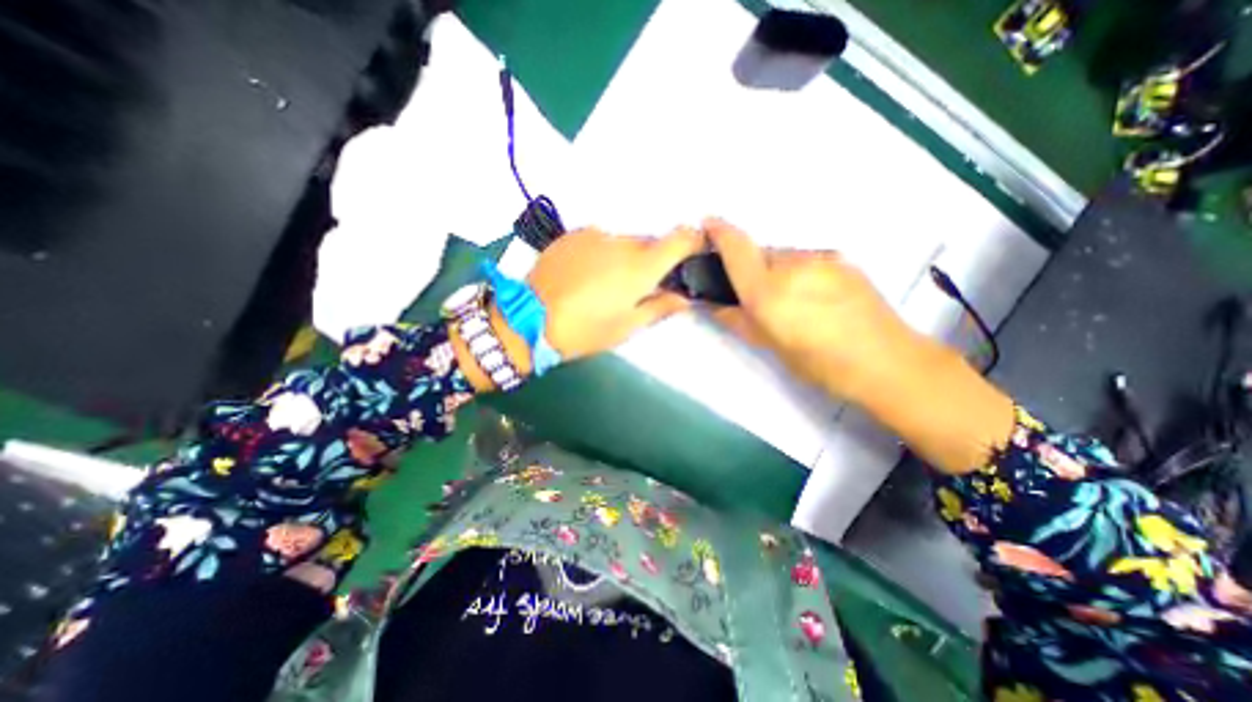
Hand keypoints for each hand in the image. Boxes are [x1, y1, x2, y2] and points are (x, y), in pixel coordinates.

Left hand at [523, 226, 701, 360]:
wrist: (529, 318)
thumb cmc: (585, 329)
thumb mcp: (627, 327)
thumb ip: (660, 307)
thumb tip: (684, 298)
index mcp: (641, 266)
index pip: (681, 237)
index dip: (694, 241)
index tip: (694, 253)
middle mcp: (622, 242)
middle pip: (652, 242)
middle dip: (654, 259)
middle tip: (643, 284)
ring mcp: (595, 234)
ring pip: (625, 240)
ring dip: (627, 256)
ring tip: (609, 282)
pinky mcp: (573, 235)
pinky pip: (601, 239)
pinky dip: (604, 252)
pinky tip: (588, 273)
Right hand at [702, 216, 1014, 474]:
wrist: (886, 360)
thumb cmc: (819, 364)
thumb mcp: (769, 345)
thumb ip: (735, 319)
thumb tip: (710, 303)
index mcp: (768, 292)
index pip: (737, 249)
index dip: (719, 232)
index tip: (708, 224)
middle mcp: (792, 266)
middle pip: (759, 253)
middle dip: (750, 268)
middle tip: (757, 296)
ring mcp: (821, 258)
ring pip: (783, 257)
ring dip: (776, 271)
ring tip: (792, 301)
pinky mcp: (841, 259)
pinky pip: (806, 260)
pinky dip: (798, 273)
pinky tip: (814, 298)